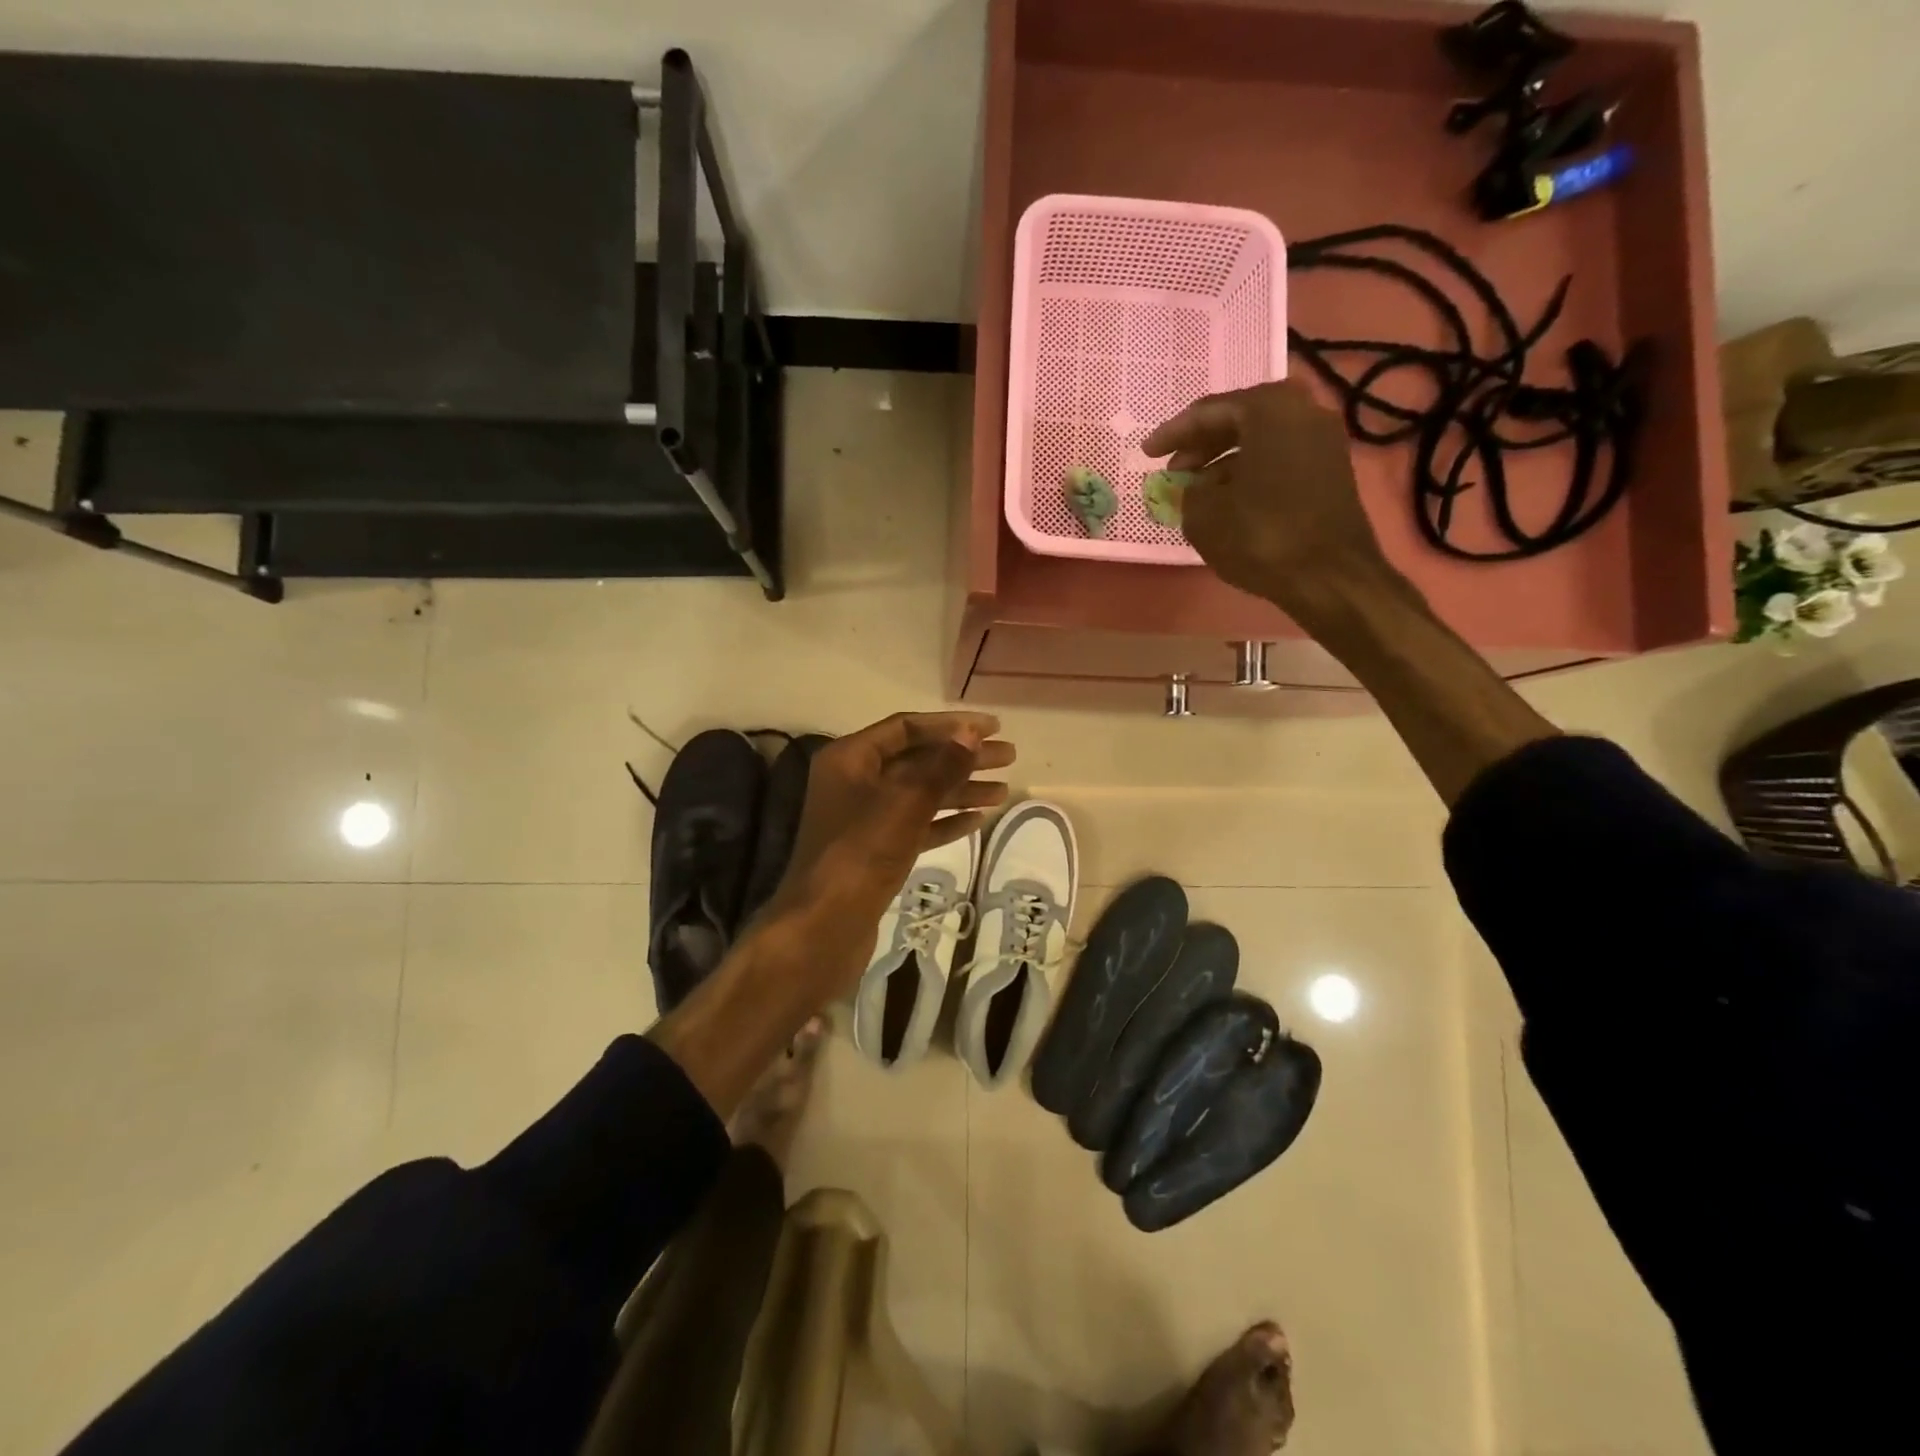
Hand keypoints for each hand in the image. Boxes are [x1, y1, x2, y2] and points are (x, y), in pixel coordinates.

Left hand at [757, 712, 1013, 996]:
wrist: (825, 926)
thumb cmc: (861, 853)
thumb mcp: (905, 802)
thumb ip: (941, 766)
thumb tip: (971, 734)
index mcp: (850, 758)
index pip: (906, 728)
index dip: (951, 725)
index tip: (993, 727)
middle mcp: (854, 782)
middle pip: (916, 760)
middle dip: (962, 757)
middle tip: (1009, 756)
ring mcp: (864, 819)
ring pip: (919, 794)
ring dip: (960, 790)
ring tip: (1004, 791)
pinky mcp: (875, 852)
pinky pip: (916, 825)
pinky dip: (945, 820)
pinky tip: (978, 820)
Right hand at [1143, 381, 1394, 622]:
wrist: (1329, 576)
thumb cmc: (1261, 536)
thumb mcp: (1204, 514)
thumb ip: (1189, 490)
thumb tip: (1192, 486)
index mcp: (1269, 408)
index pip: (1209, 411)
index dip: (1173, 433)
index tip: (1147, 453)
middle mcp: (1302, 411)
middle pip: (1239, 420)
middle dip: (1201, 444)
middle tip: (1172, 467)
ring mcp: (1322, 440)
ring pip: (1260, 440)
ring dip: (1223, 460)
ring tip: (1195, 488)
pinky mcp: (1330, 470)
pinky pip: (1278, 458)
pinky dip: (1249, 471)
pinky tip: (1228, 499)